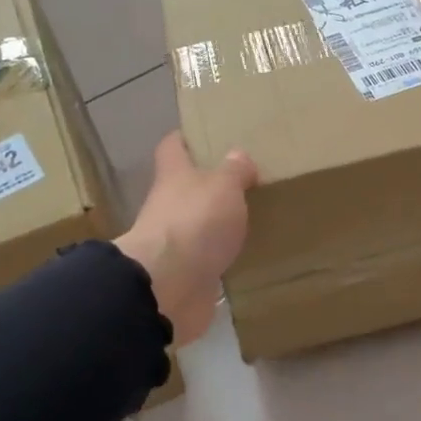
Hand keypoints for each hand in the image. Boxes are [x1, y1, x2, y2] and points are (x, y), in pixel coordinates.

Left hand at [113, 131, 258, 344]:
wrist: (168, 285)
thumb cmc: (195, 222)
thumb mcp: (223, 186)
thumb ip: (234, 171)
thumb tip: (238, 155)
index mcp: (174, 176)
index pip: (173, 147)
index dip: (186, 139)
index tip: (206, 135)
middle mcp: (169, 205)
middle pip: (186, 187)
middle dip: (210, 184)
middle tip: (246, 181)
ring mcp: (175, 242)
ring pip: (198, 225)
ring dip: (218, 223)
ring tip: (253, 218)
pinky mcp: (186, 273)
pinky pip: (207, 259)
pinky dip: (222, 257)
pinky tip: (247, 255)